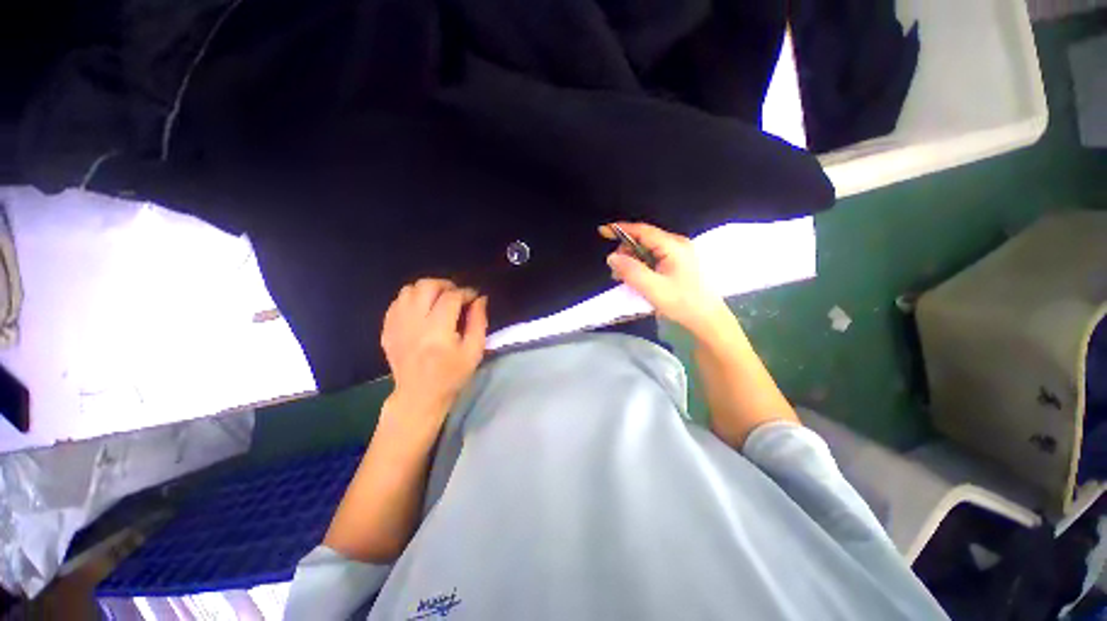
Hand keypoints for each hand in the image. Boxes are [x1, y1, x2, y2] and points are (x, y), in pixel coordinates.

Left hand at [381, 279, 488, 420]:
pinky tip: (422, 310)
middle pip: (426, 286)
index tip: (473, 297)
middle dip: (445, 285)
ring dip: (427, 290)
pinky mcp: (387, 329)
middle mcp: (414, 324)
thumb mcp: (474, 351)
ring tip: (438, 300)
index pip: (451, 297)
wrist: (419, 395)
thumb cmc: (452, 375)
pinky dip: (412, 299)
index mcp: (438, 331)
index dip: (466, 293)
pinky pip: (397, 301)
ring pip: (409, 290)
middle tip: (455, 295)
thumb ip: (479, 321)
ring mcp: (396, 325)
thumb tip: (480, 298)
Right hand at [600, 222, 731, 336]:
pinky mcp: (680, 265)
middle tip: (616, 273)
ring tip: (625, 280)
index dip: (621, 229)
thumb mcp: (653, 289)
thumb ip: (631, 271)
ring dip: (633, 262)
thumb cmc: (682, 304)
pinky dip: (642, 267)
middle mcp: (678, 245)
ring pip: (648, 250)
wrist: (708, 321)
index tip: (603, 231)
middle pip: (644, 240)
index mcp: (673, 246)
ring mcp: (680, 254)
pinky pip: (655, 259)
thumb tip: (612, 257)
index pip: (643, 231)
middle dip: (626, 252)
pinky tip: (638, 280)